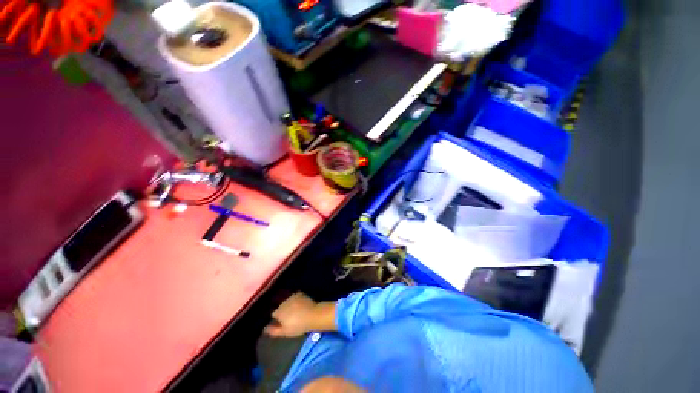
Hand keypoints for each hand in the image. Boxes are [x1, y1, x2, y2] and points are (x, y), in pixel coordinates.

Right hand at [264, 292, 318, 337]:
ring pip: (288, 302)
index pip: (274, 314)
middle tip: (293, 318)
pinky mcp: (299, 294)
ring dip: (290, 306)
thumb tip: (264, 329)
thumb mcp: (285, 332)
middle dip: (284, 311)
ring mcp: (291, 297)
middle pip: (280, 307)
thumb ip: (274, 331)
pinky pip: (296, 297)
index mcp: (277, 312)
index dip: (279, 319)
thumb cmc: (299, 326)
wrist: (313, 316)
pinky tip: (302, 305)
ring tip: (298, 311)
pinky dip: (297, 301)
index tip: (284, 323)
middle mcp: (281, 303)